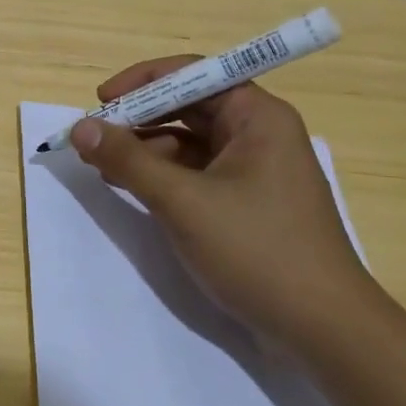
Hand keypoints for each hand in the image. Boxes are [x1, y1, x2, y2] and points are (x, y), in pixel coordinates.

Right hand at [69, 59, 381, 348]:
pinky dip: (162, 176)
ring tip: (103, 168)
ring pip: (188, 142)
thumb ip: (128, 160)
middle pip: (188, 106)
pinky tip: (133, 190)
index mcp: (257, 117)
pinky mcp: (246, 204)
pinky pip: (196, 173)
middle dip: (138, 119)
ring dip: (145, 150)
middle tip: (94, 137)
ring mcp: (254, 171)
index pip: (193, 74)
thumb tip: (79, 127)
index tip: (101, 101)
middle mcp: (258, 134)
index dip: (143, 81)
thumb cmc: (257, 250)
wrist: (325, 331)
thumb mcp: (183, 202)